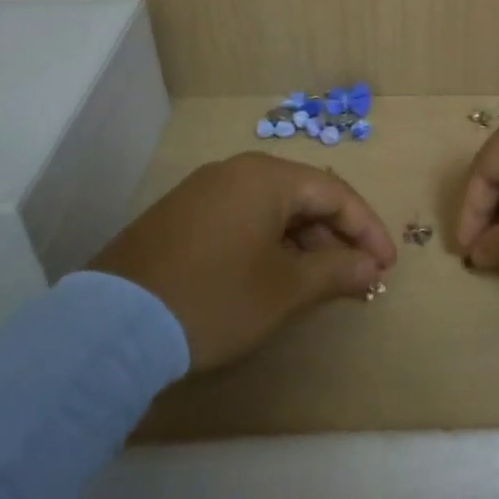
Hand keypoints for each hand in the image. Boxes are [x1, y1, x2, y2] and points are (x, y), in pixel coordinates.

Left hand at [90, 153, 396, 371]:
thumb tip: (371, 267)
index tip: (387, 266)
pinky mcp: (178, 218)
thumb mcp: (285, 289)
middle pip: (303, 198)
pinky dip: (268, 246)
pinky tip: (273, 278)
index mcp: (266, 176)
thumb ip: (337, 271)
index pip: (335, 194)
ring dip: (303, 244)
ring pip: (271, 211)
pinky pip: (241, 221)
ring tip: (320, 283)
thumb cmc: (215, 298)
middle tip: (357, 277)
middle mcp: (234, 172)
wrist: (111, 327)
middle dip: (336, 238)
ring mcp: (201, 193)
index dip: (368, 230)